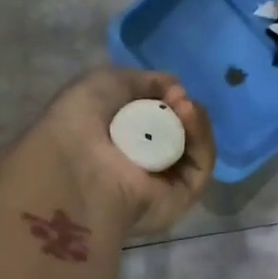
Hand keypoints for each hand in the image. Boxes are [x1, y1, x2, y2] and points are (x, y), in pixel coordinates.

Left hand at [31, 68, 215, 237]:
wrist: (76, 166)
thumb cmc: (79, 122)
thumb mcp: (106, 82)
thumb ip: (145, 81)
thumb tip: (175, 88)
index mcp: (117, 141)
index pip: (156, 117)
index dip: (166, 97)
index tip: (168, 87)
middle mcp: (140, 163)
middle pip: (180, 130)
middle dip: (183, 108)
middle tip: (177, 97)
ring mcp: (163, 182)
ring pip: (194, 146)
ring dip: (194, 120)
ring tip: (184, 105)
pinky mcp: (182, 197)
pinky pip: (201, 164)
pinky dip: (201, 137)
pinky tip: (190, 116)